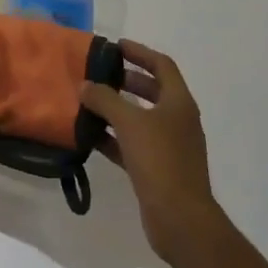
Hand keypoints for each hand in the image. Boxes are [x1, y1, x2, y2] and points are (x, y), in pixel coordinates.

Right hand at [81, 41, 224, 267]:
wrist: (181, 220)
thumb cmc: (160, 160)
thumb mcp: (129, 122)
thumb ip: (105, 99)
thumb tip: (85, 85)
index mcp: (179, 102)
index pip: (161, 65)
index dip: (139, 52)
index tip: (115, 46)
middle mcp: (177, 120)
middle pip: (152, 90)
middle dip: (127, 79)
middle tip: (99, 73)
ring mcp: (170, 147)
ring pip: (141, 118)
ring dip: (117, 109)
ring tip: (89, 101)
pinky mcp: (158, 170)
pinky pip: (133, 144)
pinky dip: (114, 137)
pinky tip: (90, 135)